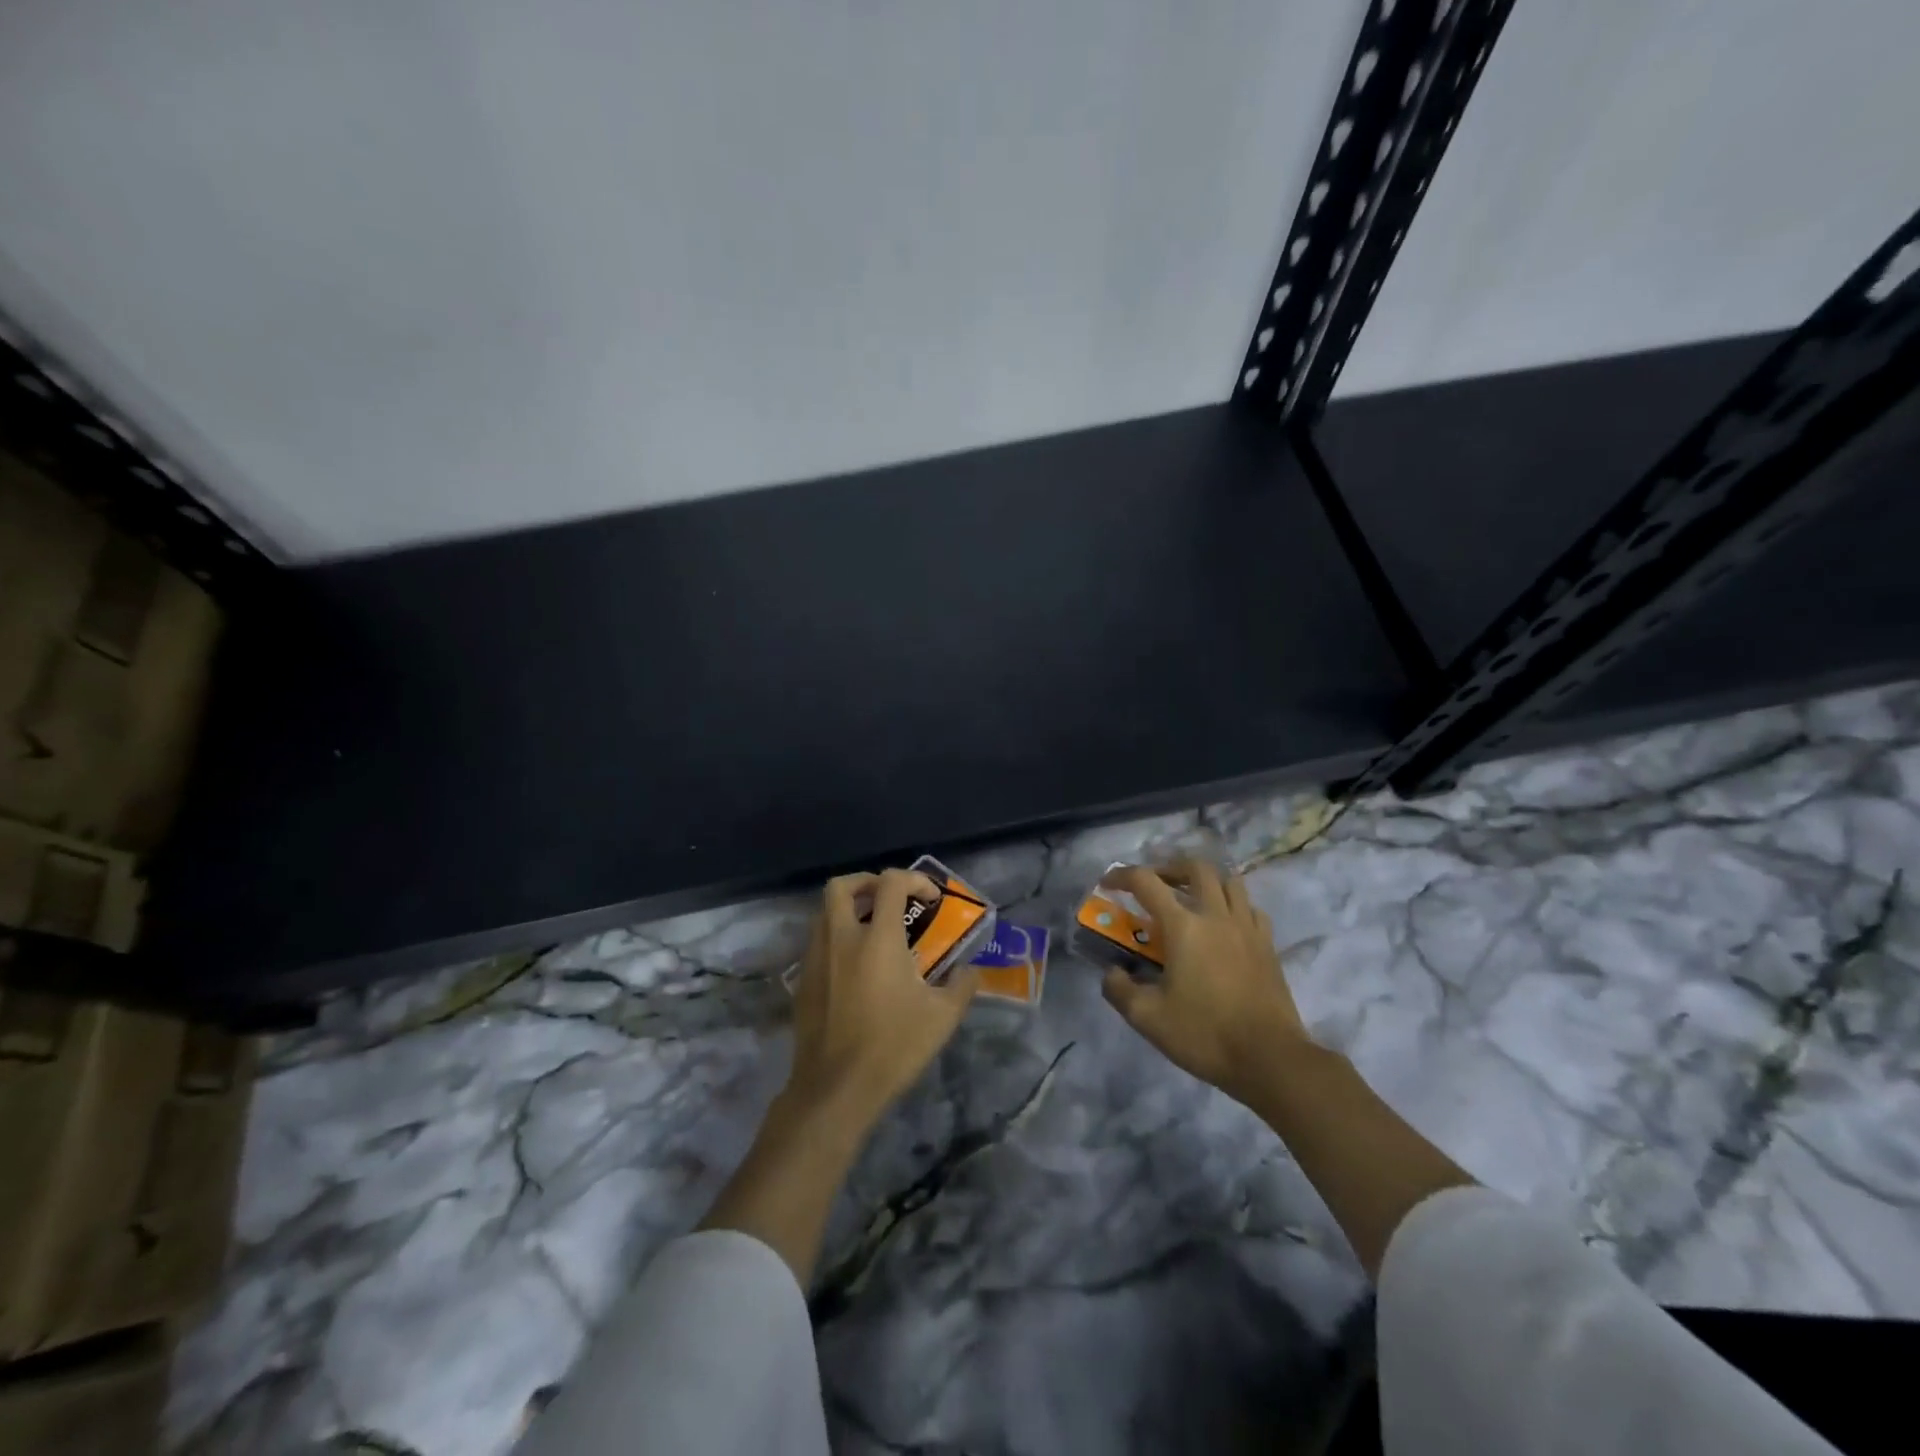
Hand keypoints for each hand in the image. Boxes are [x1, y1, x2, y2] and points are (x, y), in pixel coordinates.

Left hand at [787, 868, 978, 1127]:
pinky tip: (855, 966)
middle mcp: (841, 938)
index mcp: (877, 938)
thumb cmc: (893, 1046)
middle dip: (867, 882)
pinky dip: (836, 938)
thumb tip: (970, 971)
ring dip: (849, 909)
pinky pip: (817, 942)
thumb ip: (962, 986)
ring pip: (824, 913)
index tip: (931, 900)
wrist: (836, 1088)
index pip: (891, 883)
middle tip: (889, 899)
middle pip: (841, 886)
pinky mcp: (803, 981)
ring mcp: (816, 958)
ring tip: (873, 930)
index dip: (915, 880)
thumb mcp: (942, 1017)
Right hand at [1100, 860, 1311, 1104]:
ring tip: (1192, 898)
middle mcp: (1216, 915)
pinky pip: (1251, 908)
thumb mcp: (1147, 1018)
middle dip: (1170, 867)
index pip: (1146, 882)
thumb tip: (1112, 973)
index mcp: (1183, 926)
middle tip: (1156, 884)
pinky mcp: (1267, 945)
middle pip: (1195, 867)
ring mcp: (1247, 928)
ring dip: (1205, 881)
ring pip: (1229, 881)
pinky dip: (1234, 906)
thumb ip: (1120, 989)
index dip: (1121, 876)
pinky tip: (1225, 925)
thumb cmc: (1204, 1034)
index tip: (1108, 884)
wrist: (1270, 1058)